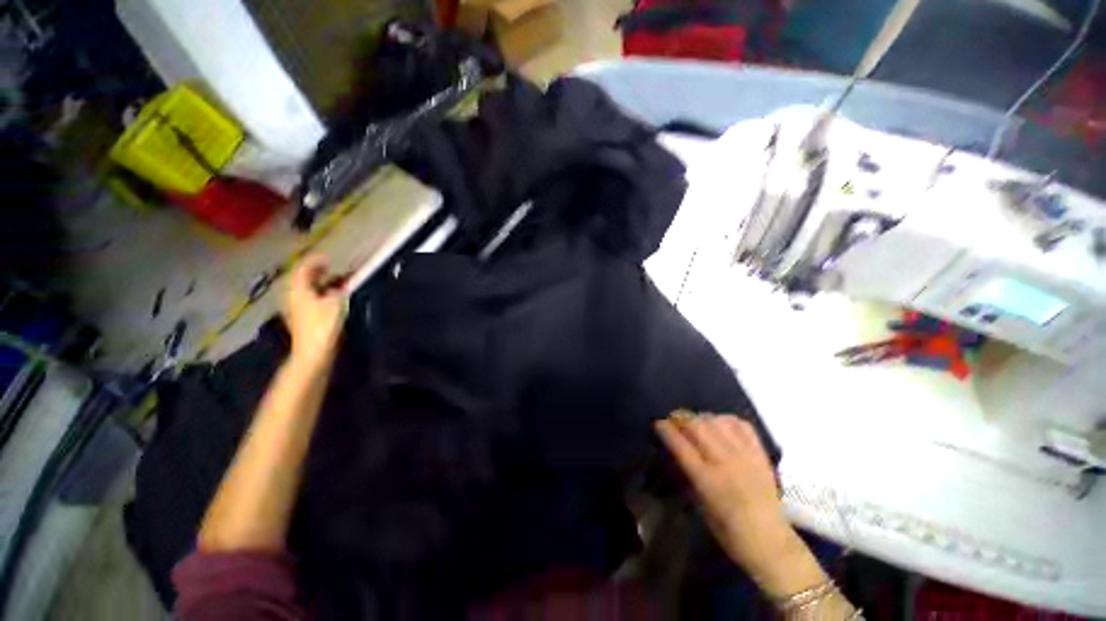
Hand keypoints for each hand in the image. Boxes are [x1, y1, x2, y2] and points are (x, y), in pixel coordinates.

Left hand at [282, 254, 347, 365]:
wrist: (312, 353)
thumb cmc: (323, 326)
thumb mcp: (335, 303)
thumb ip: (339, 290)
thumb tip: (340, 285)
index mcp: (299, 289)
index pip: (303, 268)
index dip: (314, 260)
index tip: (328, 256)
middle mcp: (293, 296)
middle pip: (302, 278)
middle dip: (316, 271)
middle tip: (330, 266)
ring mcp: (296, 308)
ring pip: (306, 288)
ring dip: (319, 282)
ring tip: (333, 280)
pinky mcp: (302, 318)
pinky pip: (309, 298)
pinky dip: (319, 293)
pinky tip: (330, 296)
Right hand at [655, 412, 824, 597]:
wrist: (769, 541)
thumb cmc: (728, 531)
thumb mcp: (700, 505)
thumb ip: (688, 475)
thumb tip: (677, 451)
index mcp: (707, 480)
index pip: (680, 445)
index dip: (666, 430)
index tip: (658, 423)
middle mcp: (725, 463)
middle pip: (698, 427)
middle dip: (681, 418)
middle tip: (675, 419)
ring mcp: (745, 456)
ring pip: (717, 422)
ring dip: (702, 417)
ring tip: (697, 422)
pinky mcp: (760, 454)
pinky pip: (742, 425)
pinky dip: (727, 420)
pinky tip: (721, 424)